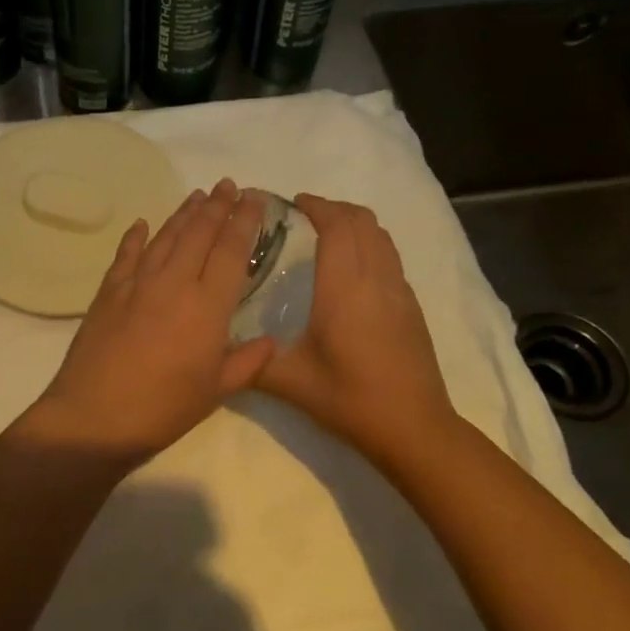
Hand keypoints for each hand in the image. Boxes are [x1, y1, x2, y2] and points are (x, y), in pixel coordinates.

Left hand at [35, 180, 275, 464]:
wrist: (95, 416)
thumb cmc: (163, 408)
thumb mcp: (216, 391)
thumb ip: (247, 362)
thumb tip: (271, 341)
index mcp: (208, 306)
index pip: (232, 251)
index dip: (244, 221)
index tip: (253, 198)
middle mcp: (175, 283)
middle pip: (199, 233)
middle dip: (217, 206)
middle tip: (228, 184)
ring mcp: (138, 283)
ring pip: (166, 237)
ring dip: (183, 213)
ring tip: (198, 195)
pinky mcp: (109, 291)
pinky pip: (126, 254)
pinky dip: (136, 236)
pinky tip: (142, 223)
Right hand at [255, 194, 459, 464]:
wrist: (413, 427)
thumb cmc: (349, 398)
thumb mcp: (290, 382)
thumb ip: (251, 361)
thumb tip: (216, 348)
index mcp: (344, 288)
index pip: (337, 225)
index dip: (316, 206)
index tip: (292, 203)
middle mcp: (375, 279)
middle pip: (362, 220)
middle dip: (333, 208)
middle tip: (304, 217)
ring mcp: (399, 290)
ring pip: (381, 235)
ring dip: (354, 223)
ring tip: (327, 234)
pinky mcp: (411, 305)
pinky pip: (390, 256)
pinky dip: (369, 244)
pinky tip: (350, 270)